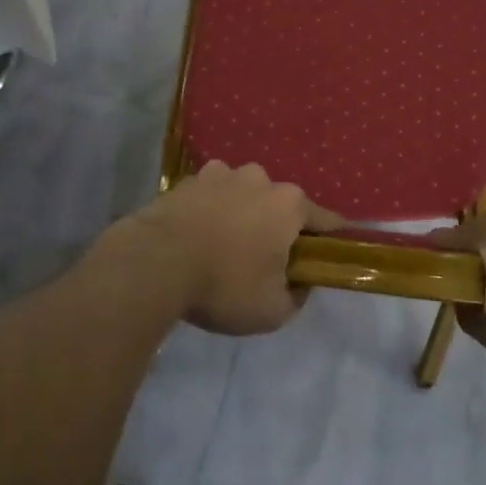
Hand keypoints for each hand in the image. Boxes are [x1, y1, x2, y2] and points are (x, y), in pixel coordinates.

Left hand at [108, 161, 339, 335]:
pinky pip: (210, 196)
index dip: (330, 240)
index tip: (330, 254)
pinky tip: (197, 237)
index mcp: (289, 204)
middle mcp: (260, 178)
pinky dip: (210, 212)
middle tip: (264, 261)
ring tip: (224, 248)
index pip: (325, 220)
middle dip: (276, 228)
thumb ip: (296, 297)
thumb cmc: (225, 284)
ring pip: (243, 196)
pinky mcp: (187, 180)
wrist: (155, 263)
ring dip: (241, 216)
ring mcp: (221, 174)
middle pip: (280, 205)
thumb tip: (298, 284)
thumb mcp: (273, 310)